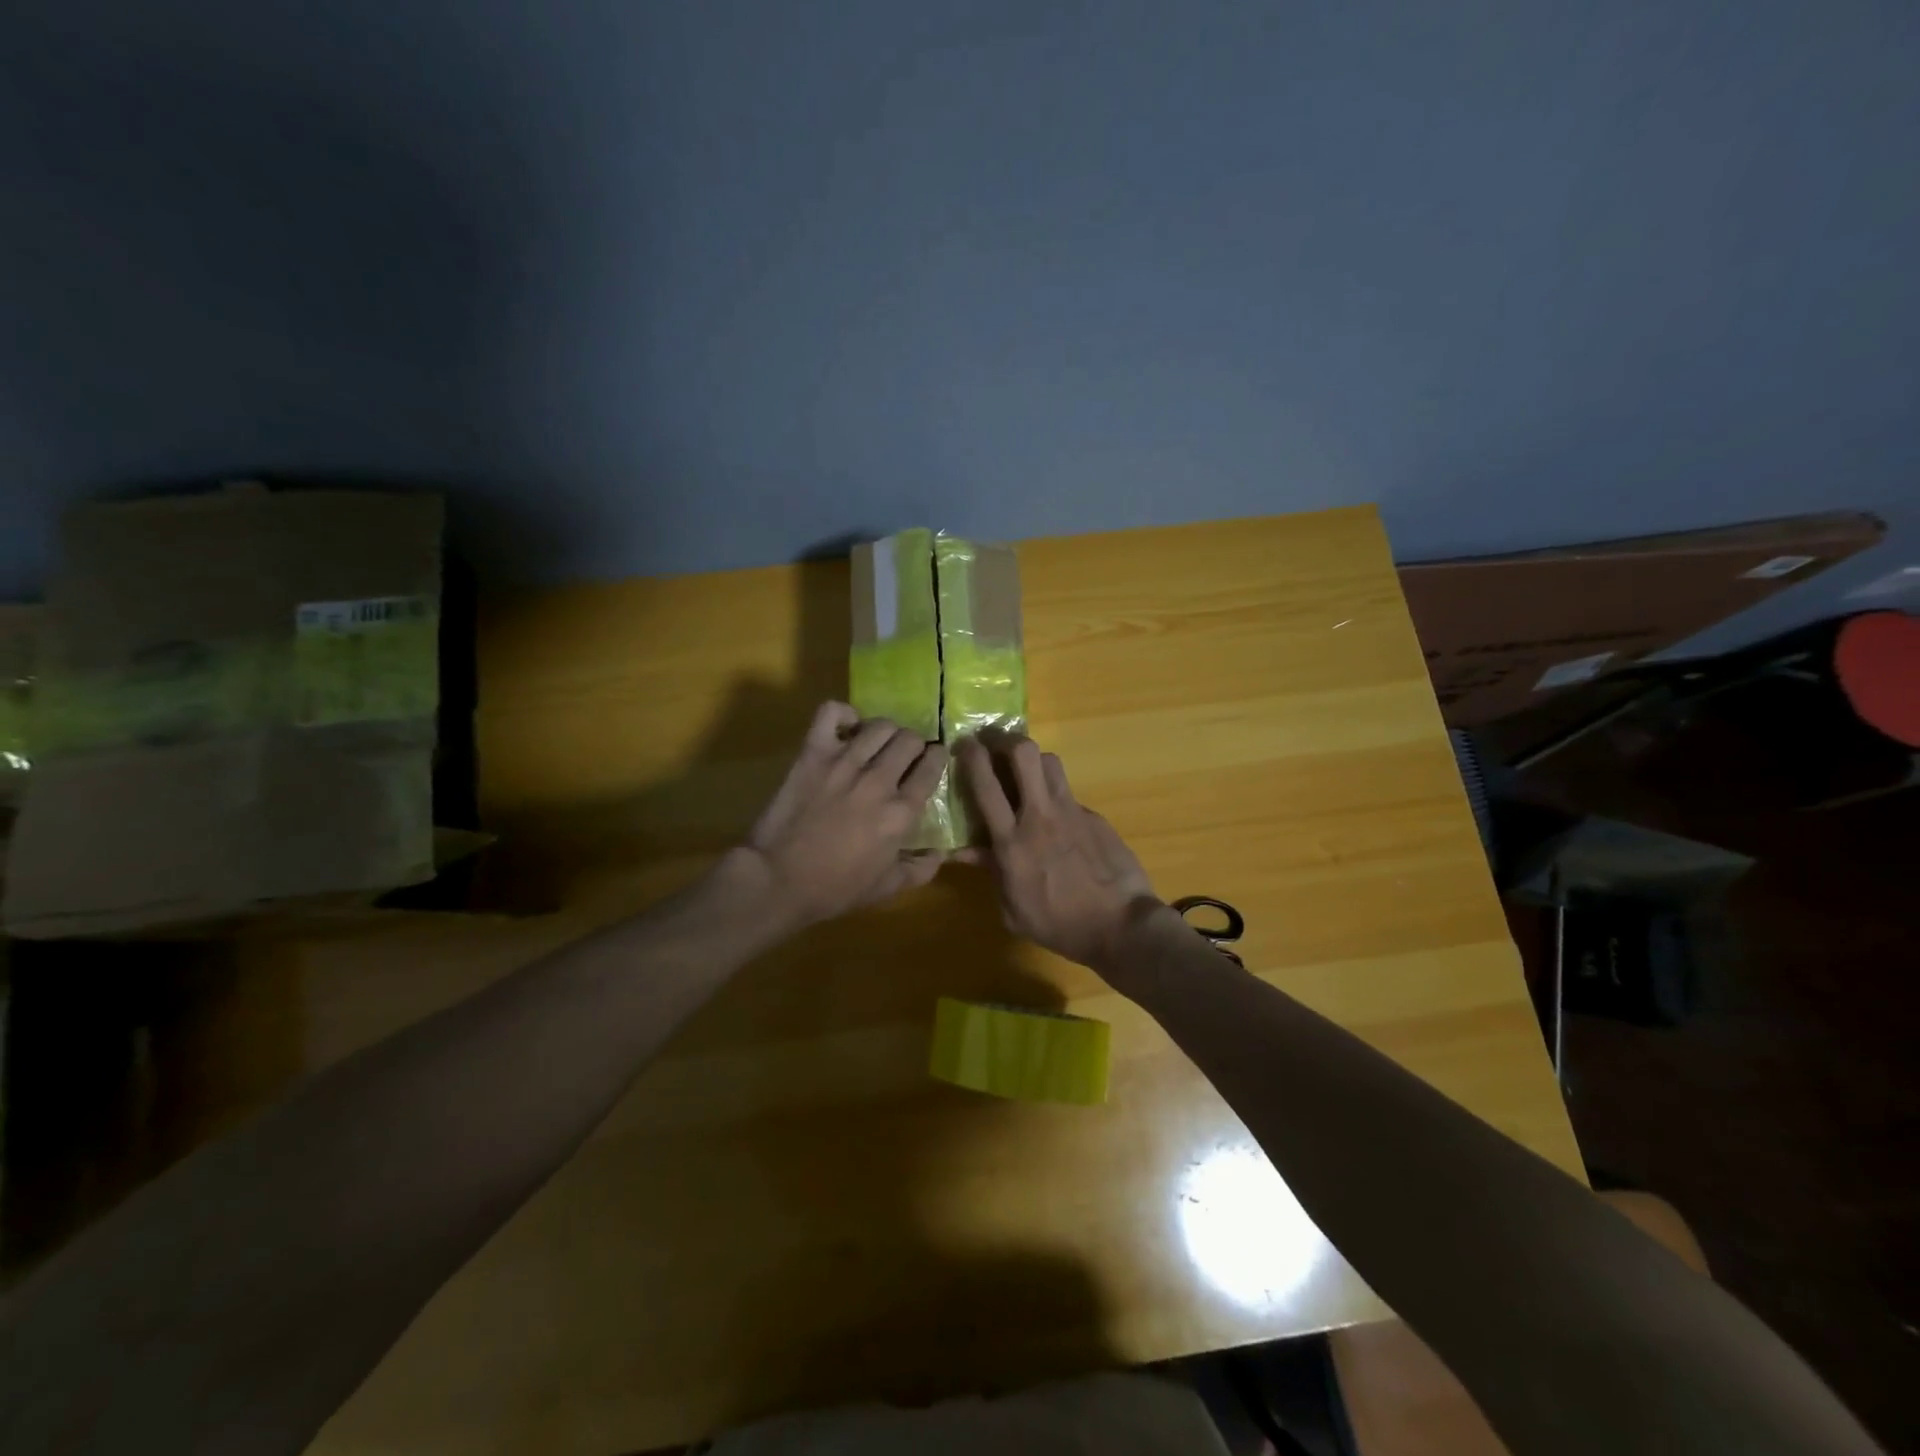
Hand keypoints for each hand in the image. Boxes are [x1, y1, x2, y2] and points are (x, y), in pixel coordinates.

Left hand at [731, 702, 949, 929]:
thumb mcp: (887, 888)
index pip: (932, 766)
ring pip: (880, 725)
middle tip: (903, 756)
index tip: (931, 762)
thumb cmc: (835, 889)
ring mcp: (845, 762)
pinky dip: (843, 714)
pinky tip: (846, 728)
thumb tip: (941, 854)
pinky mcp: (813, 754)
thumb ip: (921, 869)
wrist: (778, 880)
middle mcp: (879, 780)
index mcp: (901, 812)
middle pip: (910, 739)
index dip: (936, 759)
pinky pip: (832, 713)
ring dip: (885, 732)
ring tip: (877, 744)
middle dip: (913, 745)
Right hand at [956, 734, 1160, 969]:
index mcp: (1012, 842)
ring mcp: (1072, 812)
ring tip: (1024, 771)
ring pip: (1050, 763)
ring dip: (1032, 760)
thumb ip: (991, 872)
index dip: (972, 757)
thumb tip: (965, 851)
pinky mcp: (1095, 817)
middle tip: (994, 743)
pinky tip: (1058, 819)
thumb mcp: (1012, 910)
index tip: (964, 744)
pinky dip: (1055, 797)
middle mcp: (1040, 816)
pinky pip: (1069, 794)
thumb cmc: (1059, 925)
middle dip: (1005, 740)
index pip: (986, 786)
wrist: (1120, 926)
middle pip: (1024, 754)